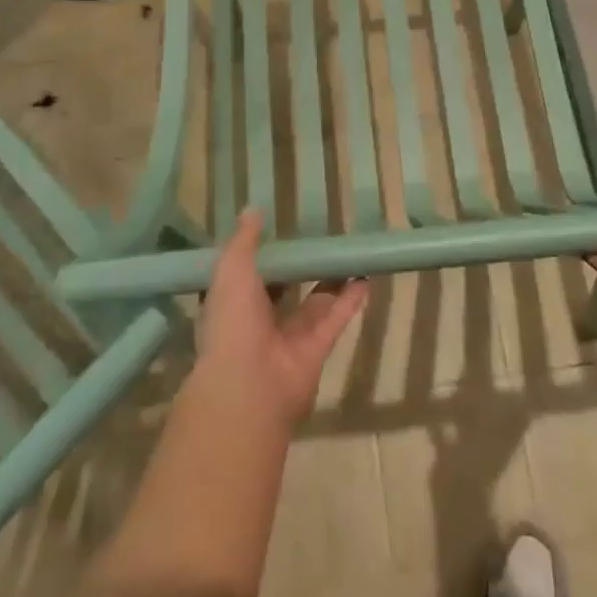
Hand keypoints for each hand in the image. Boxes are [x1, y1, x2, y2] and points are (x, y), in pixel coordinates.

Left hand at [196, 209, 368, 429]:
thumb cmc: (232, 322)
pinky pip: (336, 319)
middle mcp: (261, 321)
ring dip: (331, 281)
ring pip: (315, 303)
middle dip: (300, 269)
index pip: (249, 275)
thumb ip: (244, 241)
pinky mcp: (317, 349)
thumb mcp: (231, 270)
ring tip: (347, 254)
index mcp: (234, 303)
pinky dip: (351, 300)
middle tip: (320, 240)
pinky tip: (365, 277)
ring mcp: (291, 337)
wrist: (248, 386)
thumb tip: (252, 209)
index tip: (281, 231)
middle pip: (285, 290)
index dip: (263, 256)